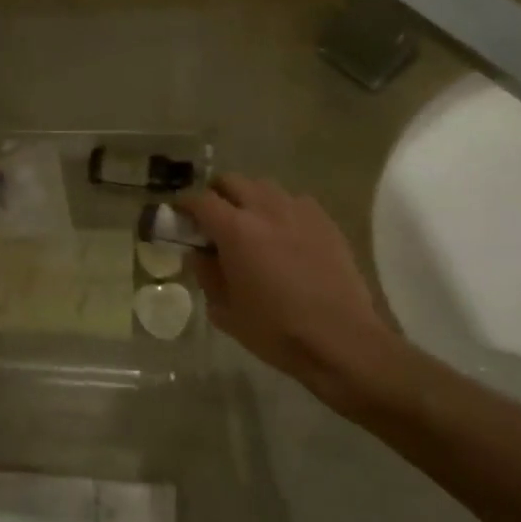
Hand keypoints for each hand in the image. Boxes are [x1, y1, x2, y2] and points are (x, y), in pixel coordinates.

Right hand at [183, 174, 407, 407]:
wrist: (341, 339)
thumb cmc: (275, 330)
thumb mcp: (225, 310)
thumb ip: (206, 274)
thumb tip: (198, 254)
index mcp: (235, 230)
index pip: (200, 200)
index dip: (185, 205)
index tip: (179, 215)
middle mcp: (265, 209)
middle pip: (232, 181)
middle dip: (216, 194)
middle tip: (213, 220)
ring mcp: (299, 211)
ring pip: (264, 187)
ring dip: (249, 198)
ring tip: (250, 225)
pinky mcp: (325, 221)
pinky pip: (294, 201)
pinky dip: (280, 210)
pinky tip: (284, 235)